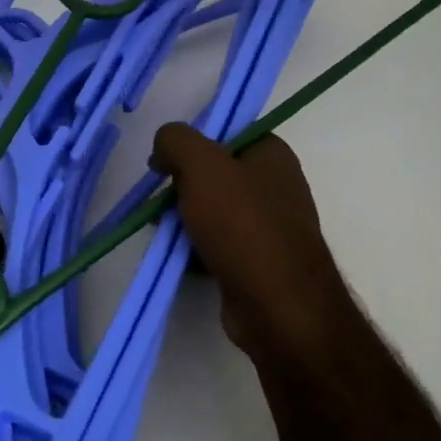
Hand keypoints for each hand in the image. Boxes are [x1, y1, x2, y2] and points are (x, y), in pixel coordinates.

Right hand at [150, 123, 355, 365]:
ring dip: (184, 220)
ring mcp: (270, 226)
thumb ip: (175, 140)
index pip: (225, 134)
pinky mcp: (259, 261)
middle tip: (161, 203)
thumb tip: (164, 147)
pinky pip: (218, 243)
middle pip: (214, 174)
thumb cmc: (242, 224)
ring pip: (213, 211)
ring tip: (164, 232)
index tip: (164, 164)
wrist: (278, 306)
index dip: (191, 144)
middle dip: (182, 187)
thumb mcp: (201, 165)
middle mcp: (276, 185)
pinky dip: (197, 248)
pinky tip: (180, 257)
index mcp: (272, 154)